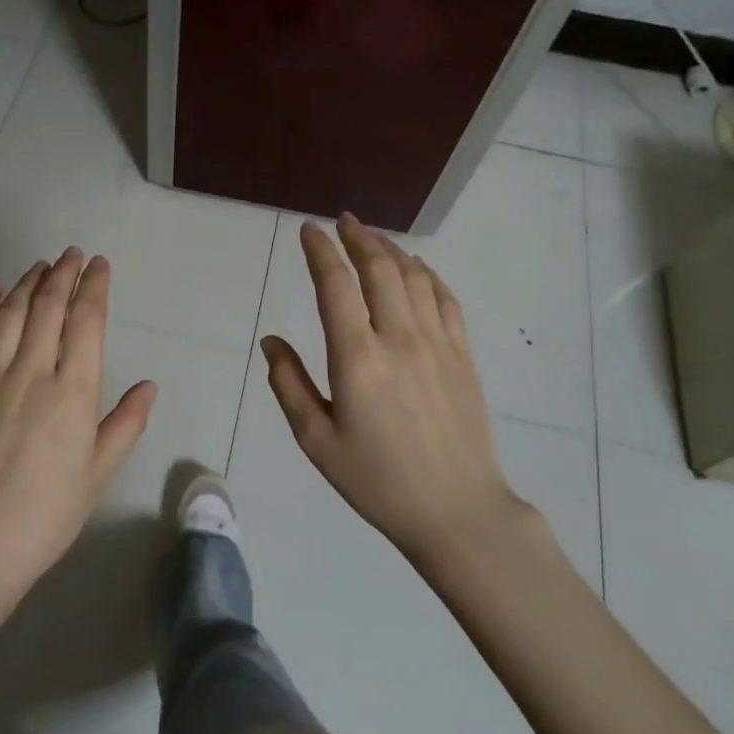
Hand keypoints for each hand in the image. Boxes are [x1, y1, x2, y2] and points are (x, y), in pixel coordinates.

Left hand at [0, 249, 155, 729]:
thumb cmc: (46, 517)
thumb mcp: (97, 475)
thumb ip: (124, 425)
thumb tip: (149, 386)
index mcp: (73, 394)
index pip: (86, 323)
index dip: (94, 287)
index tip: (99, 265)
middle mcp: (32, 374)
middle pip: (48, 308)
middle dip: (63, 274)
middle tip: (72, 254)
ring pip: (9, 314)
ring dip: (26, 283)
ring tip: (40, 266)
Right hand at [261, 215, 526, 568]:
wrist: (457, 511)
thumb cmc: (377, 480)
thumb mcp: (317, 441)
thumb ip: (288, 384)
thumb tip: (271, 341)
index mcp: (358, 358)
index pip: (335, 286)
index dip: (320, 251)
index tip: (309, 230)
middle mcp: (399, 339)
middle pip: (379, 268)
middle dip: (358, 237)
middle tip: (342, 221)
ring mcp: (437, 343)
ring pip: (414, 276)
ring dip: (390, 249)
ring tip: (372, 238)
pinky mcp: (463, 355)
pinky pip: (445, 298)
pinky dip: (427, 274)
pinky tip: (415, 268)